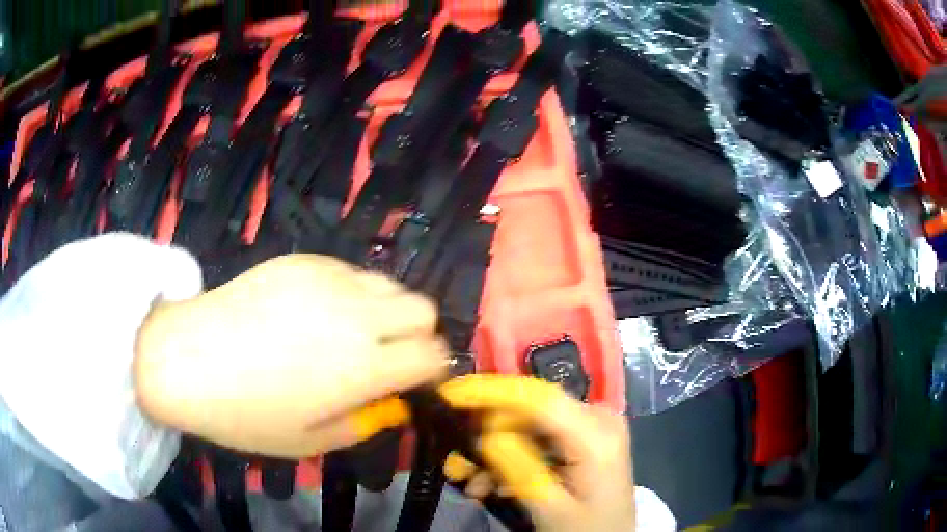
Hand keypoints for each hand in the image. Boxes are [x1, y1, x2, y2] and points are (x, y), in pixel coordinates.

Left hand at [134, 254, 447, 457]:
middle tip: (386, 353)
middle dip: (417, 333)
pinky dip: (349, 292)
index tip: (415, 379)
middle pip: (424, 307)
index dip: (432, 369)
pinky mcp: (302, 260)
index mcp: (363, 366)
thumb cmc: (245, 414)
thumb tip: (389, 402)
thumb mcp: (310, 442)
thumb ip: (363, 422)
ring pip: (389, 283)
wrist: (185, 358)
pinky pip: (348, 271)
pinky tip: (313, 310)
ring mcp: (329, 279)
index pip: (433, 354)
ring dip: (384, 309)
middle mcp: (356, 315)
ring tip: (350, 330)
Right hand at [440, 376, 636, 531]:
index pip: (540, 399)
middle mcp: (597, 418)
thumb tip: (485, 435)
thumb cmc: (587, 528)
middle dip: (489, 436)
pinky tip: (495, 483)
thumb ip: (520, 468)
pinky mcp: (583, 437)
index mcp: (597, 436)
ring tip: (475, 485)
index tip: (451, 395)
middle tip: (458, 465)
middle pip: (530, 412)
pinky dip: (513, 457)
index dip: (493, 392)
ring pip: (528, 426)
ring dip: (497, 452)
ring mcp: (591, 426)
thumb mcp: (550, 507)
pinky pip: (539, 438)